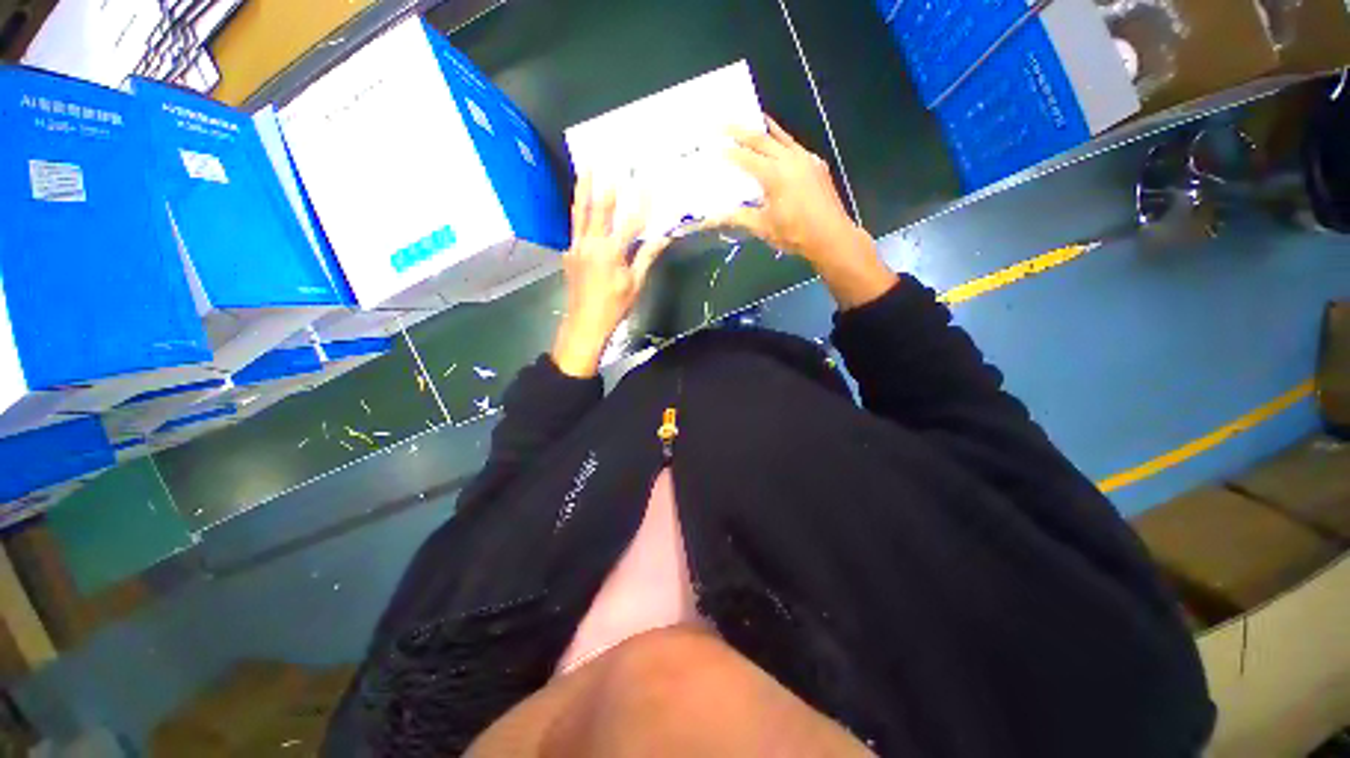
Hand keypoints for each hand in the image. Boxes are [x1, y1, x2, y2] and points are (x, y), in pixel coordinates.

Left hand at [551, 173, 669, 377]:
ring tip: (585, 169)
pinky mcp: (569, 252)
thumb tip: (664, 235)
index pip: (630, 221)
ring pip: (580, 212)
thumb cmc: (613, 307)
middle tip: (604, 161)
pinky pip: (575, 225)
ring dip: (583, 189)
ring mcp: (577, 247)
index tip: (647, 181)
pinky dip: (579, 208)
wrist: (583, 325)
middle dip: (603, 184)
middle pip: (598, 209)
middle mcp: (591, 245)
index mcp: (610, 253)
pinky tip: (581, 197)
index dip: (640, 201)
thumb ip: (646, 255)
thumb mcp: (635, 283)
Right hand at [710, 117, 896, 309]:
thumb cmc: (797, 234)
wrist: (834, 238)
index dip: (727, 151)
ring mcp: (805, 160)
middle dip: (740, 131)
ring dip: (765, 127)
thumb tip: (709, 219)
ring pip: (781, 137)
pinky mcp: (817, 164)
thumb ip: (737, 216)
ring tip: (753, 116)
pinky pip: (795, 146)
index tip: (712, 145)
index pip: (744, 157)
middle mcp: (789, 160)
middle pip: (761, 139)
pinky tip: (778, 141)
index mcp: (774, 174)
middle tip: (723, 123)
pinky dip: (783, 140)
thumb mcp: (763, 226)